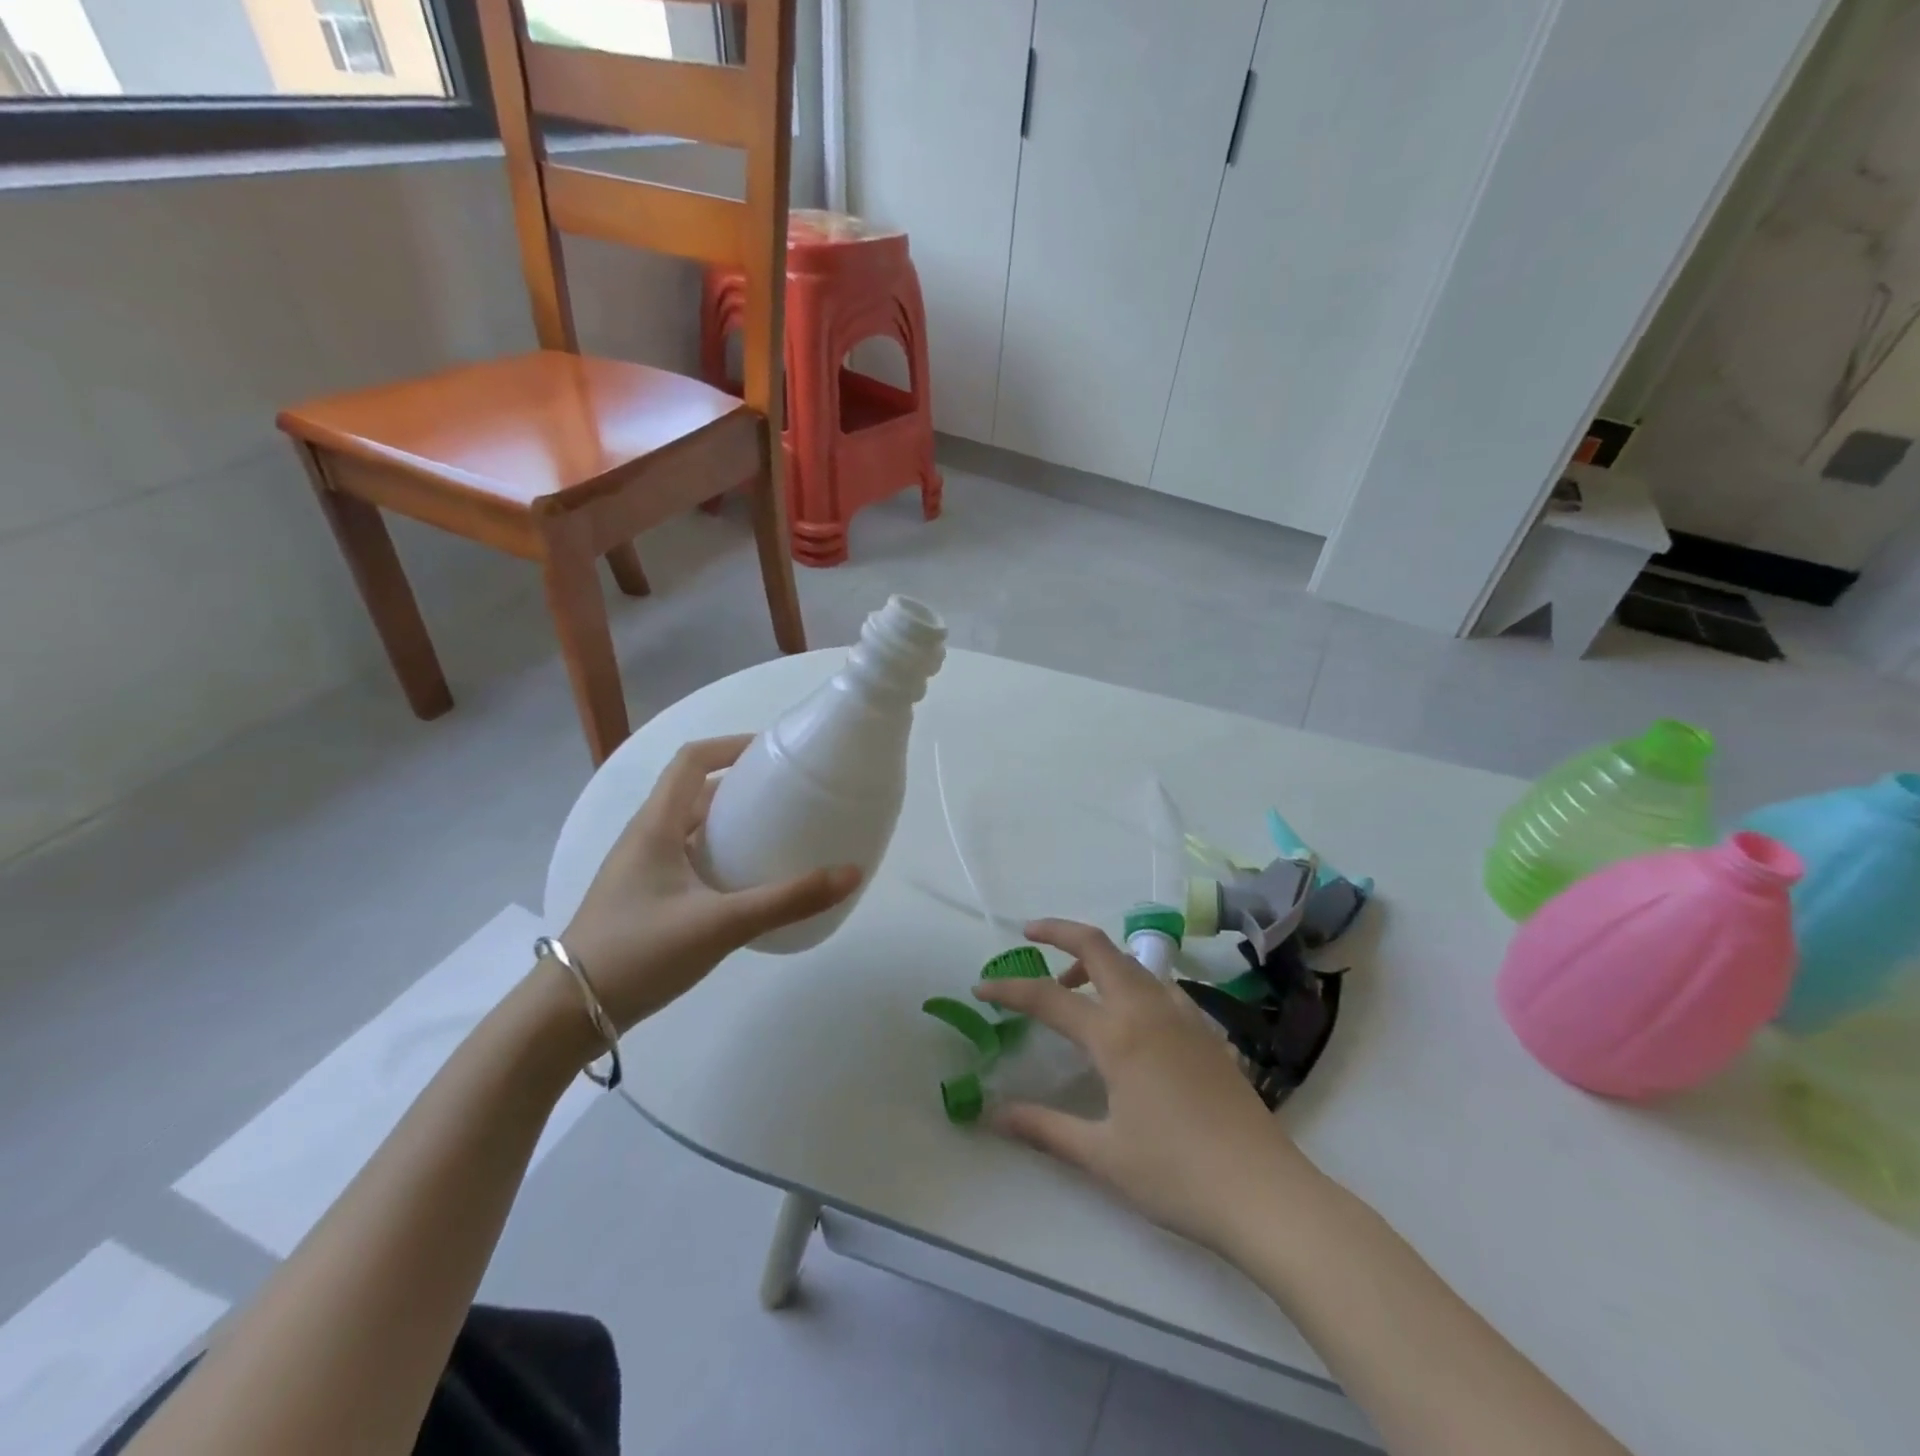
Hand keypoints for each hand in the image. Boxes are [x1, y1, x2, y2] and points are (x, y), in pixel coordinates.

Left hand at [560, 735, 860, 1030]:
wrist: (567, 1013)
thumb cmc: (639, 952)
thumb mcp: (720, 924)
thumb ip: (787, 900)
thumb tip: (851, 873)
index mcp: (656, 825)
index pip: (691, 760)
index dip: (732, 746)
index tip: (774, 752)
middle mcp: (647, 837)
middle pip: (695, 792)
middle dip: (741, 786)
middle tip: (788, 796)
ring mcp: (642, 869)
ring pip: (692, 828)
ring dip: (730, 823)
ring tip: (776, 834)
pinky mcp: (645, 898)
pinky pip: (688, 859)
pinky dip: (719, 855)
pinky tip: (747, 882)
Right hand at [974, 918, 1321, 1254]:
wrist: (1265, 1193)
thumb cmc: (1176, 1174)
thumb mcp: (1101, 1155)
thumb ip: (1044, 1128)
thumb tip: (993, 1114)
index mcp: (1117, 1034)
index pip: (1049, 997)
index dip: (1009, 989)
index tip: (981, 987)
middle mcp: (1148, 1009)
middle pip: (1098, 947)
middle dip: (1059, 931)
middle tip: (1029, 934)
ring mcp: (1182, 1015)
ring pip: (1132, 962)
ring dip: (1096, 959)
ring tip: (1073, 986)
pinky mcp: (1206, 1031)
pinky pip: (1158, 985)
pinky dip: (1129, 981)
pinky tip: (1127, 1017)